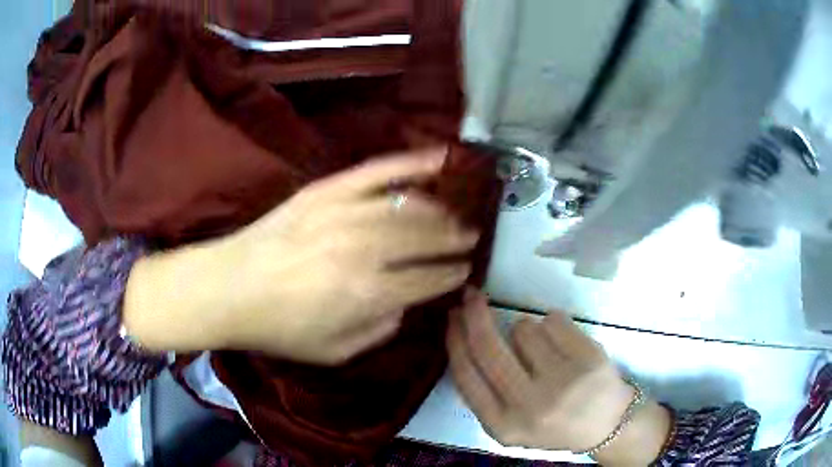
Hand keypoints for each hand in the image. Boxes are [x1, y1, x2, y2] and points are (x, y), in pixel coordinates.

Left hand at [126, 148, 478, 364]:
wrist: (228, 288)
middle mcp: (364, 248)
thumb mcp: (335, 351)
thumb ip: (379, 329)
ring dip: (440, 210)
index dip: (451, 275)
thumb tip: (405, 302)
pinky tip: (439, 157)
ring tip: (455, 213)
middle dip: (454, 239)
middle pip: (426, 238)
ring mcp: (345, 212)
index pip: (428, 279)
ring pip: (409, 205)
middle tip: (470, 238)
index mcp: (368, 293)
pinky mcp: (327, 189)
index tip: (464, 270)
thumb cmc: (279, 328)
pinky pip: (377, 170)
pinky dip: (411, 162)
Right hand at [447, 289, 669, 464]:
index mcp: (503, 426)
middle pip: (489, 347)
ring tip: (545, 350)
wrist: (606, 425)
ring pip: (524, 328)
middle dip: (475, 314)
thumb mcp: (511, 423)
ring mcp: (561, 383)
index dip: (455, 340)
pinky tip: (564, 344)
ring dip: (527, 329)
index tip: (451, 317)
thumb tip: (463, 336)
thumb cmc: (554, 423)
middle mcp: (529, 406)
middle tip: (471, 295)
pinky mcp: (588, 360)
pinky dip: (553, 323)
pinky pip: (553, 319)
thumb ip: (486, 392)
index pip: (466, 376)